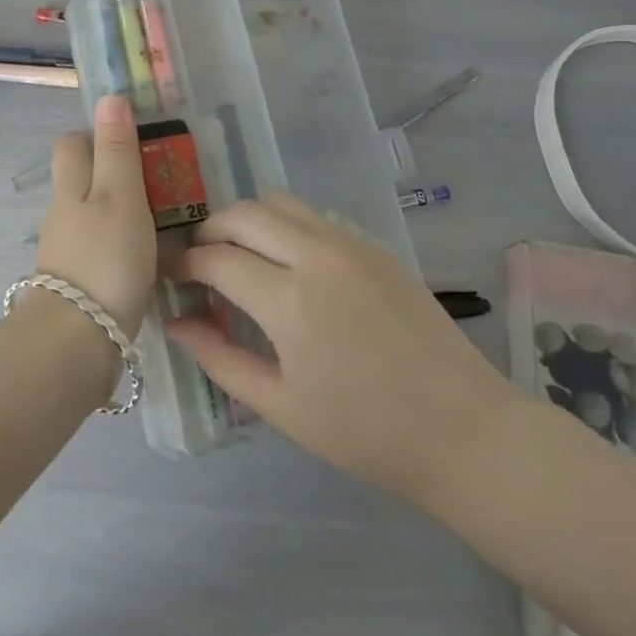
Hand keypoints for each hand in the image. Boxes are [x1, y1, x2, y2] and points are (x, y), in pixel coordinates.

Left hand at [33, 94, 157, 337]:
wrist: (77, 342)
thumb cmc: (105, 258)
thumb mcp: (120, 195)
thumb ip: (117, 148)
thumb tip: (109, 96)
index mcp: (71, 186)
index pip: (73, 144)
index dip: (97, 134)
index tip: (134, 139)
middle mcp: (63, 214)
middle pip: (82, 180)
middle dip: (112, 175)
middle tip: (158, 181)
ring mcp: (67, 251)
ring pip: (93, 217)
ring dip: (121, 213)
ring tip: (165, 221)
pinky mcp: (78, 285)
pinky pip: (101, 251)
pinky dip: (121, 247)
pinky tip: (149, 260)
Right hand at [166, 193, 521, 500]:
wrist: (464, 431)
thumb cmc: (365, 433)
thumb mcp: (281, 407)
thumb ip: (220, 358)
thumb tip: (176, 323)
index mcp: (289, 301)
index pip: (215, 258)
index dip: (183, 264)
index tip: (171, 277)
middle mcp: (316, 256)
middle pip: (242, 214)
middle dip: (209, 232)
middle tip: (200, 264)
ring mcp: (349, 244)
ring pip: (279, 202)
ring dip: (248, 221)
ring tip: (241, 257)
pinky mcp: (374, 246)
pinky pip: (313, 217)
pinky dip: (284, 226)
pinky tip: (288, 265)